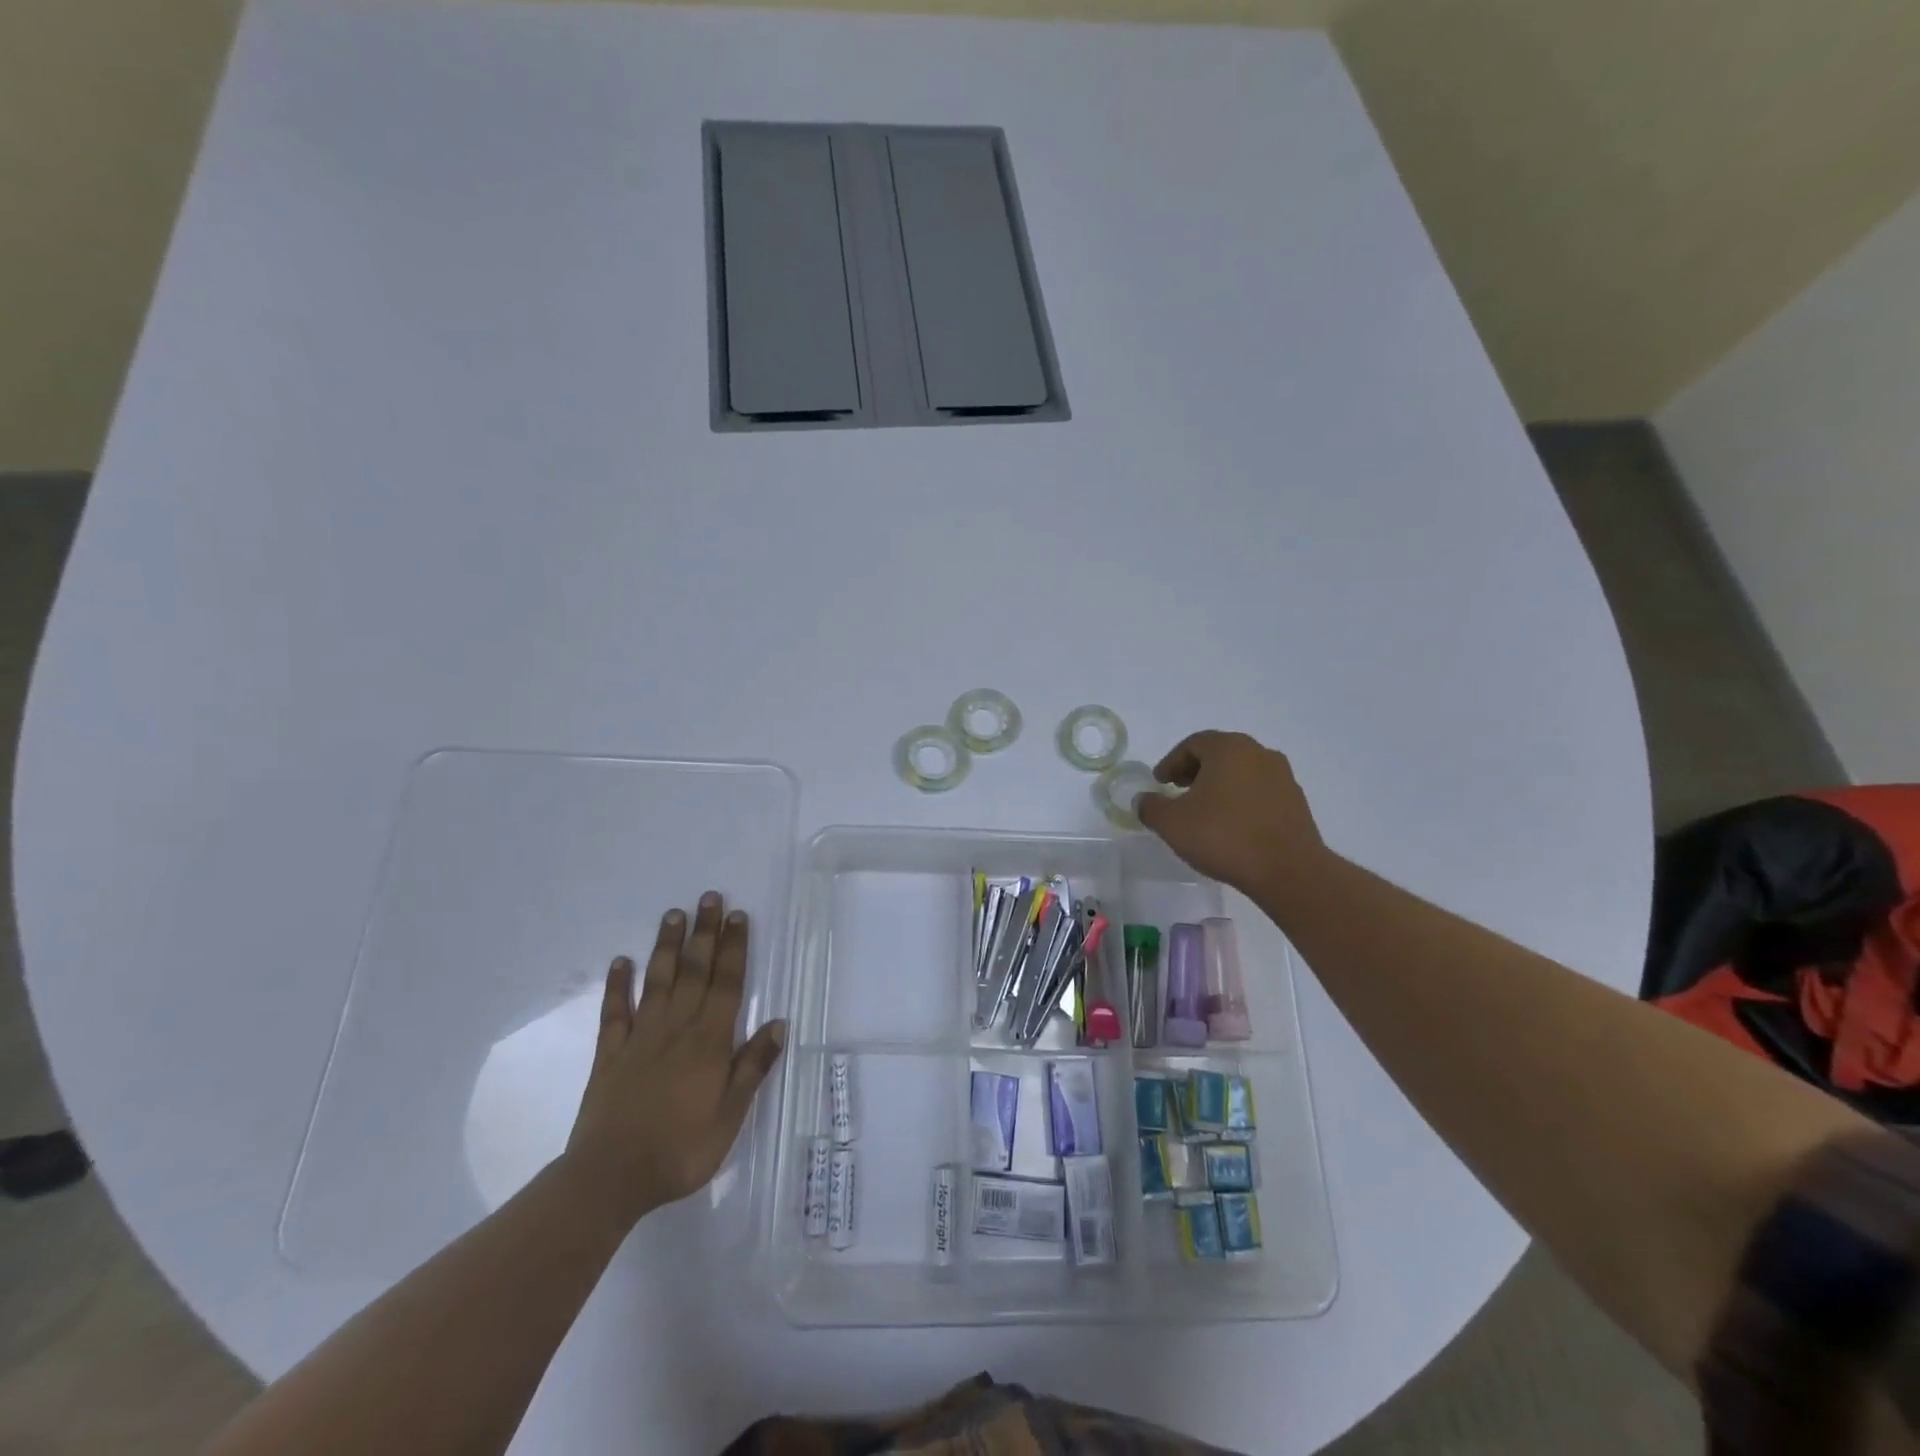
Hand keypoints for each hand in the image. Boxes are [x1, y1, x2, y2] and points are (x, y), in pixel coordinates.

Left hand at [562, 892, 785, 1230]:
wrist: (609, 1179)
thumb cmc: (680, 1150)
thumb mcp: (730, 1117)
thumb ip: (752, 1068)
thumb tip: (778, 1024)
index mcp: (709, 1042)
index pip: (726, 984)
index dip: (734, 948)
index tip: (738, 916)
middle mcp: (676, 1028)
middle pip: (693, 972)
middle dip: (704, 933)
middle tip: (709, 898)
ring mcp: (640, 1038)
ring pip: (657, 982)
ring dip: (666, 946)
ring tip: (673, 915)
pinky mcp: (610, 1055)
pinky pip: (614, 1012)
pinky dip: (617, 985)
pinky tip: (620, 962)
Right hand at [1136, 731, 1330, 898]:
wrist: (1287, 870)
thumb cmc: (1223, 836)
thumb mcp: (1172, 823)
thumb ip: (1151, 807)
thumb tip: (1143, 800)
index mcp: (1228, 748)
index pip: (1193, 743)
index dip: (1171, 762)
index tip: (1159, 783)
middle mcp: (1258, 753)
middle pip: (1219, 753)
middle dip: (1195, 770)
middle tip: (1179, 790)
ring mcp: (1282, 776)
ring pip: (1241, 771)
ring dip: (1219, 784)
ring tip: (1204, 810)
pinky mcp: (1296, 800)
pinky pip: (1259, 791)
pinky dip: (1241, 799)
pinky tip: (1231, 824)